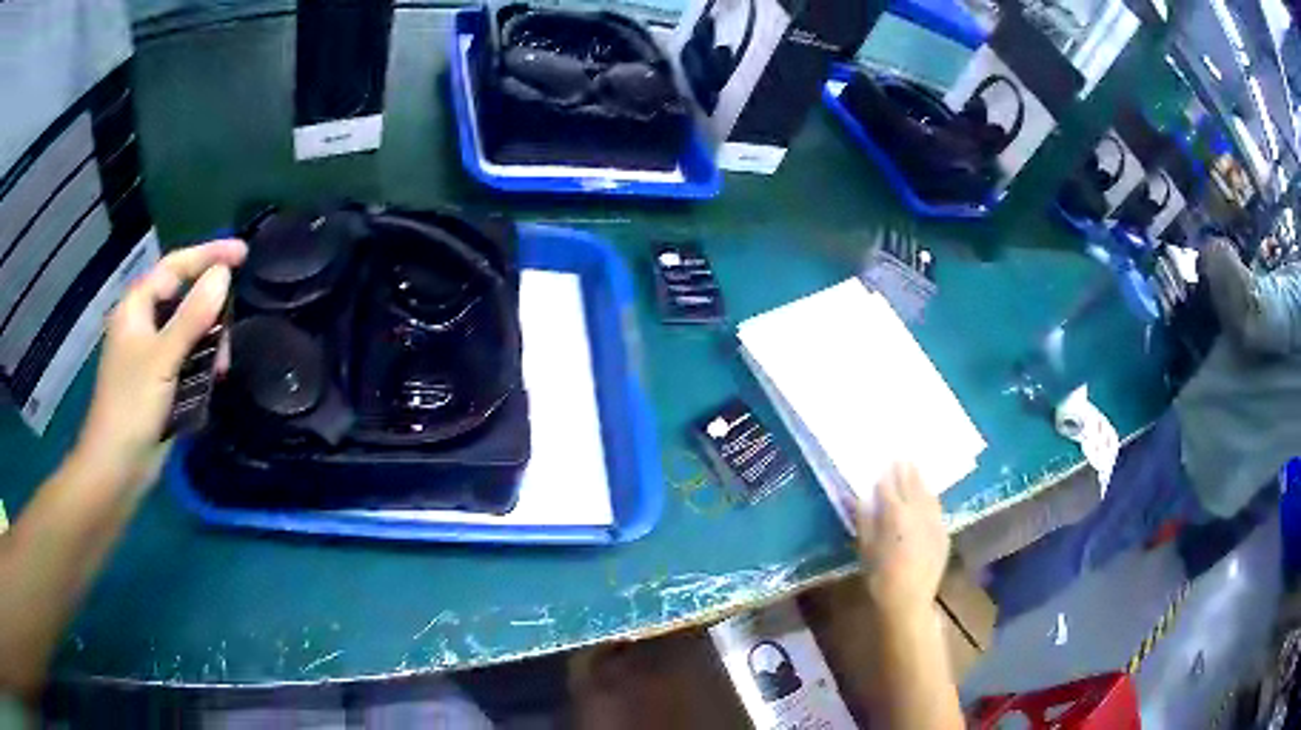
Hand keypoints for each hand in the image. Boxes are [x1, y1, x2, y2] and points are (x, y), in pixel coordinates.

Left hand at [71, 239, 246, 492]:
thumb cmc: (131, 407)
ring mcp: (151, 355)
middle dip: (211, 313)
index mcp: (137, 307)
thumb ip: (193, 317)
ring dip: (208, 346)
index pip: (176, 267)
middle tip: (229, 335)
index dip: (209, 254)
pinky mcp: (159, 382)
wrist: (116, 468)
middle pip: (184, 299)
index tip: (243, 254)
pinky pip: (187, 361)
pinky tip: (210, 383)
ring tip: (220, 370)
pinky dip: (201, 368)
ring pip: (188, 333)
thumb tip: (224, 274)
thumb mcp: (163, 359)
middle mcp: (144, 324)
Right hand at [855, 463, 950, 620]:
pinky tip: (929, 495)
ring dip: (921, 480)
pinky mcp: (943, 533)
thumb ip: (864, 519)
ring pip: (928, 494)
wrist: (908, 600)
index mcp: (895, 514)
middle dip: (905, 471)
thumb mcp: (865, 548)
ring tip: (916, 469)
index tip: (883, 463)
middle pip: (912, 485)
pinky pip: (937, 508)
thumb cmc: (879, 577)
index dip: (886, 474)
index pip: (889, 486)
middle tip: (901, 457)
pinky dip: (931, 498)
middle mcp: (917, 512)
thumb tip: (860, 497)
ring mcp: (934, 521)